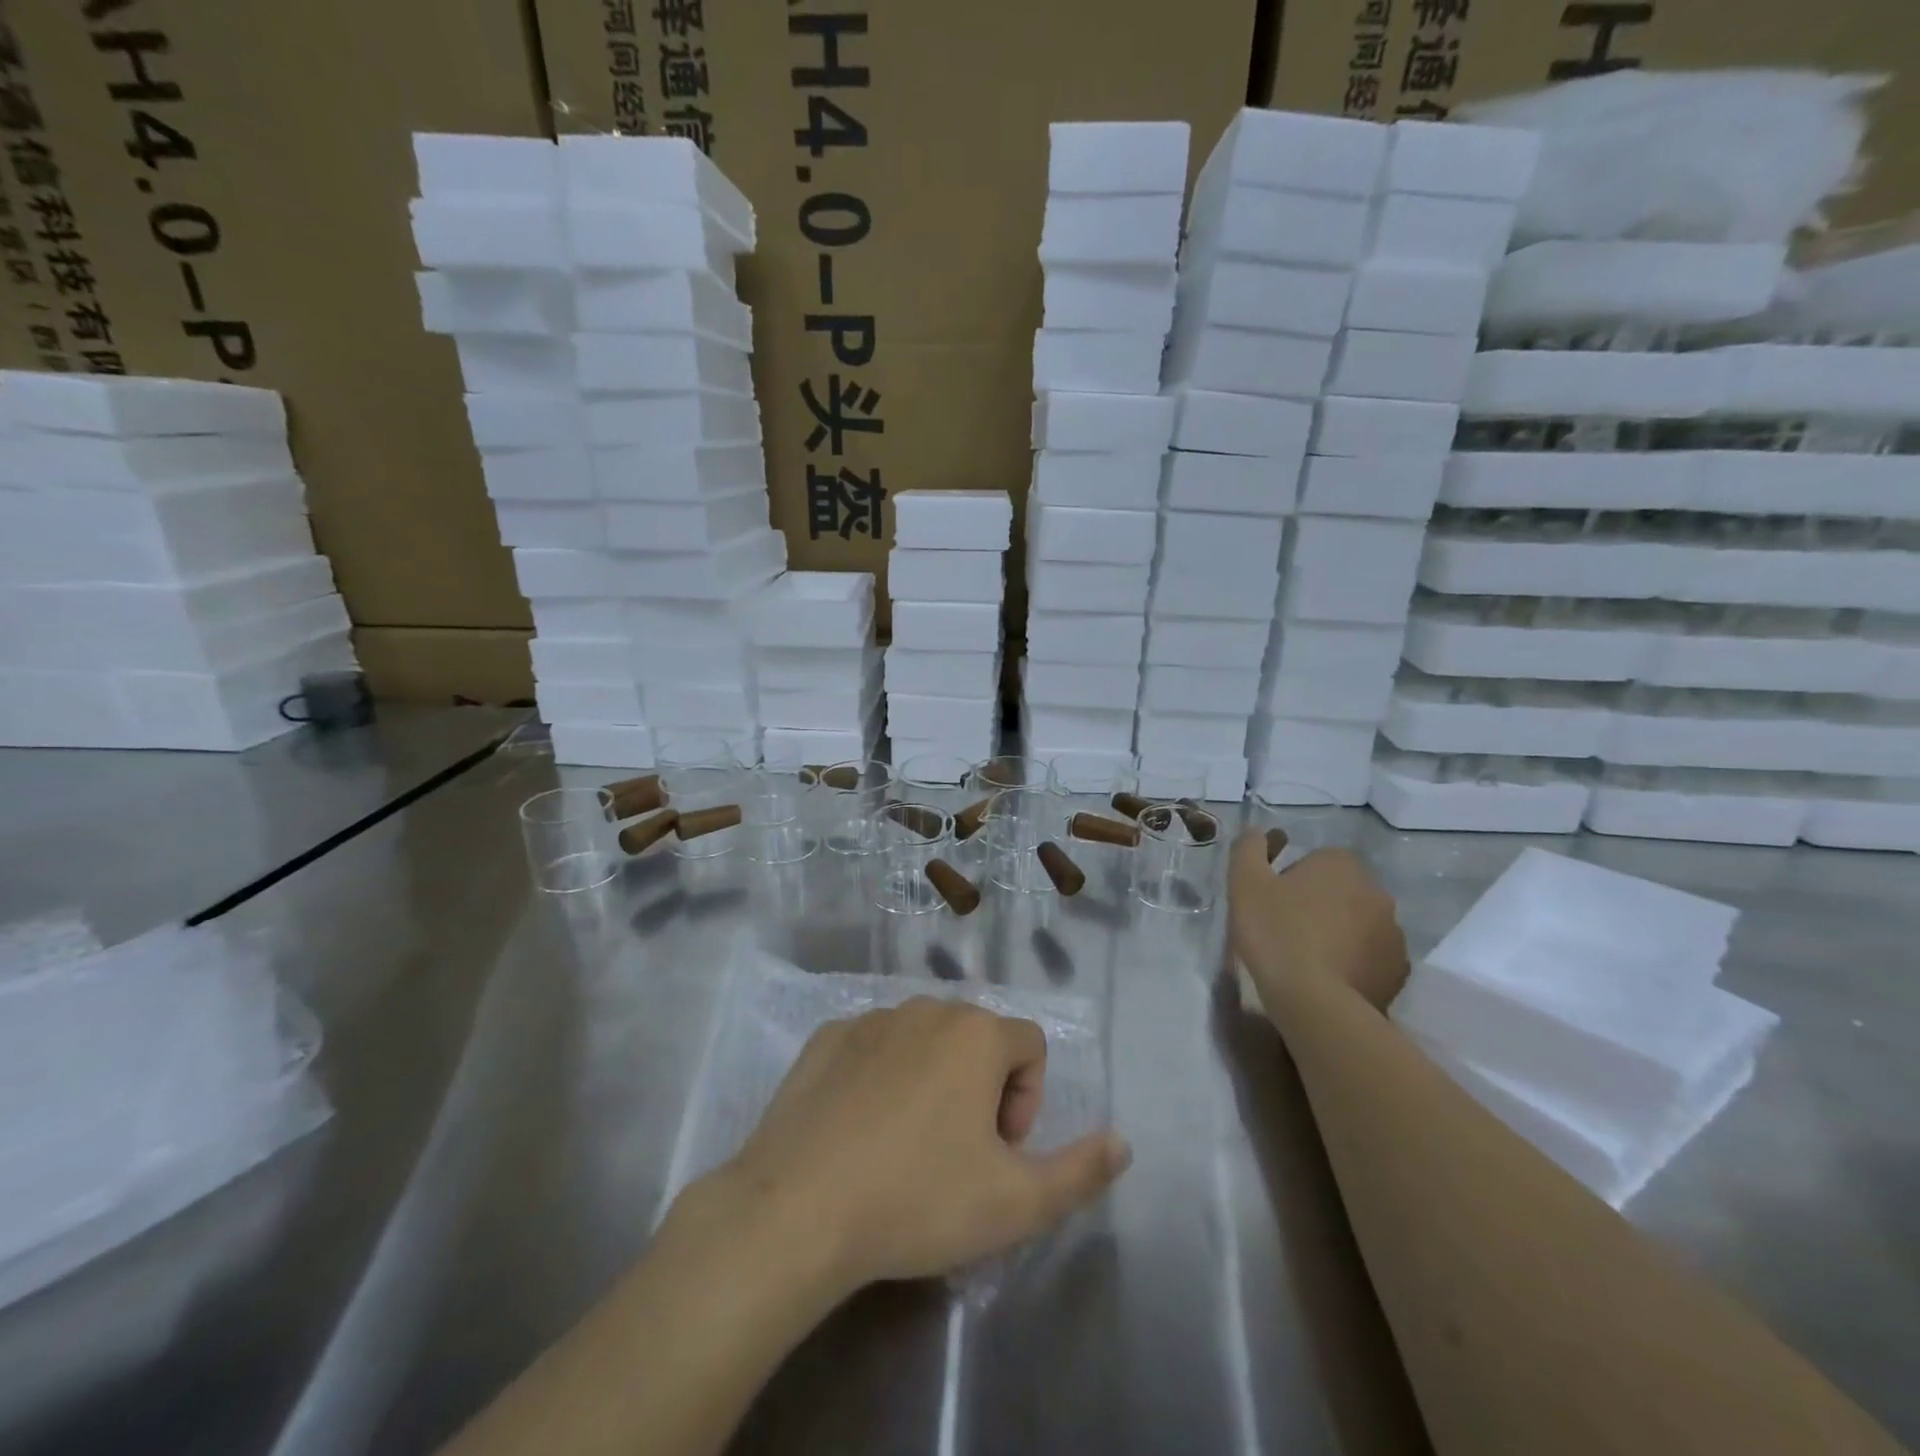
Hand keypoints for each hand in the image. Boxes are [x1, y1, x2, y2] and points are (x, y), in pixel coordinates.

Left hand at [709, 999, 1129, 1298]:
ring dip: (931, 1080)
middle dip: (981, 1089)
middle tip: (956, 1154)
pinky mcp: (826, 1037)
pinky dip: (879, 1077)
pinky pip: (873, 1046)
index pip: (1031, 1046)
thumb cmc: (918, 1200)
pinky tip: (859, 1130)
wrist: (797, 1210)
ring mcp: (871, 1018)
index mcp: (977, 1034)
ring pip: (923, 1040)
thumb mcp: (1016, 1204)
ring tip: (906, 1145)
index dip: (1028, 1101)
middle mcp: (926, 1008)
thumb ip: (1080, 1171)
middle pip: (977, 1040)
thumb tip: (1122, 1142)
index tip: (998, 1152)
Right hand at [1230, 834, 1408, 1013]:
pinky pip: (1372, 957)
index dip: (1290, 881)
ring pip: (1359, 924)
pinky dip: (1354, 963)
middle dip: (1318, 905)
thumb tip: (1256, 832)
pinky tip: (1329, 979)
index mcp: (1341, 864)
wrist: (1314, 1002)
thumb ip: (1249, 849)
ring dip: (1338, 934)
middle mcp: (1376, 891)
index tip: (1272, 904)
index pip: (1314, 861)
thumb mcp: (1246, 883)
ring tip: (1307, 960)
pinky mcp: (1399, 970)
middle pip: (1340, 891)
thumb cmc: (1276, 932)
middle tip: (1286, 931)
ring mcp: (1393, 932)